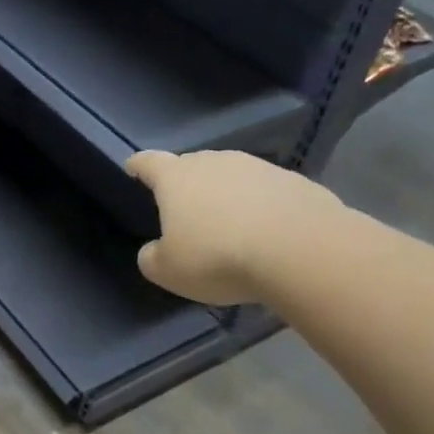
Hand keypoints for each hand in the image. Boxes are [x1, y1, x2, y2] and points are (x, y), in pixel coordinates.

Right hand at [126, 150, 343, 304]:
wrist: (300, 250)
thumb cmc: (217, 257)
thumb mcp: (168, 271)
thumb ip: (152, 258)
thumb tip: (155, 250)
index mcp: (176, 178)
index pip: (149, 163)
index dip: (138, 166)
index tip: (133, 168)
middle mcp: (215, 162)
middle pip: (192, 167)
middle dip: (186, 185)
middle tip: (184, 212)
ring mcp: (258, 168)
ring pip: (231, 178)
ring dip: (226, 197)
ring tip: (228, 228)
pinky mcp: (294, 181)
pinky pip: (265, 193)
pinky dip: (259, 208)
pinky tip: (264, 235)